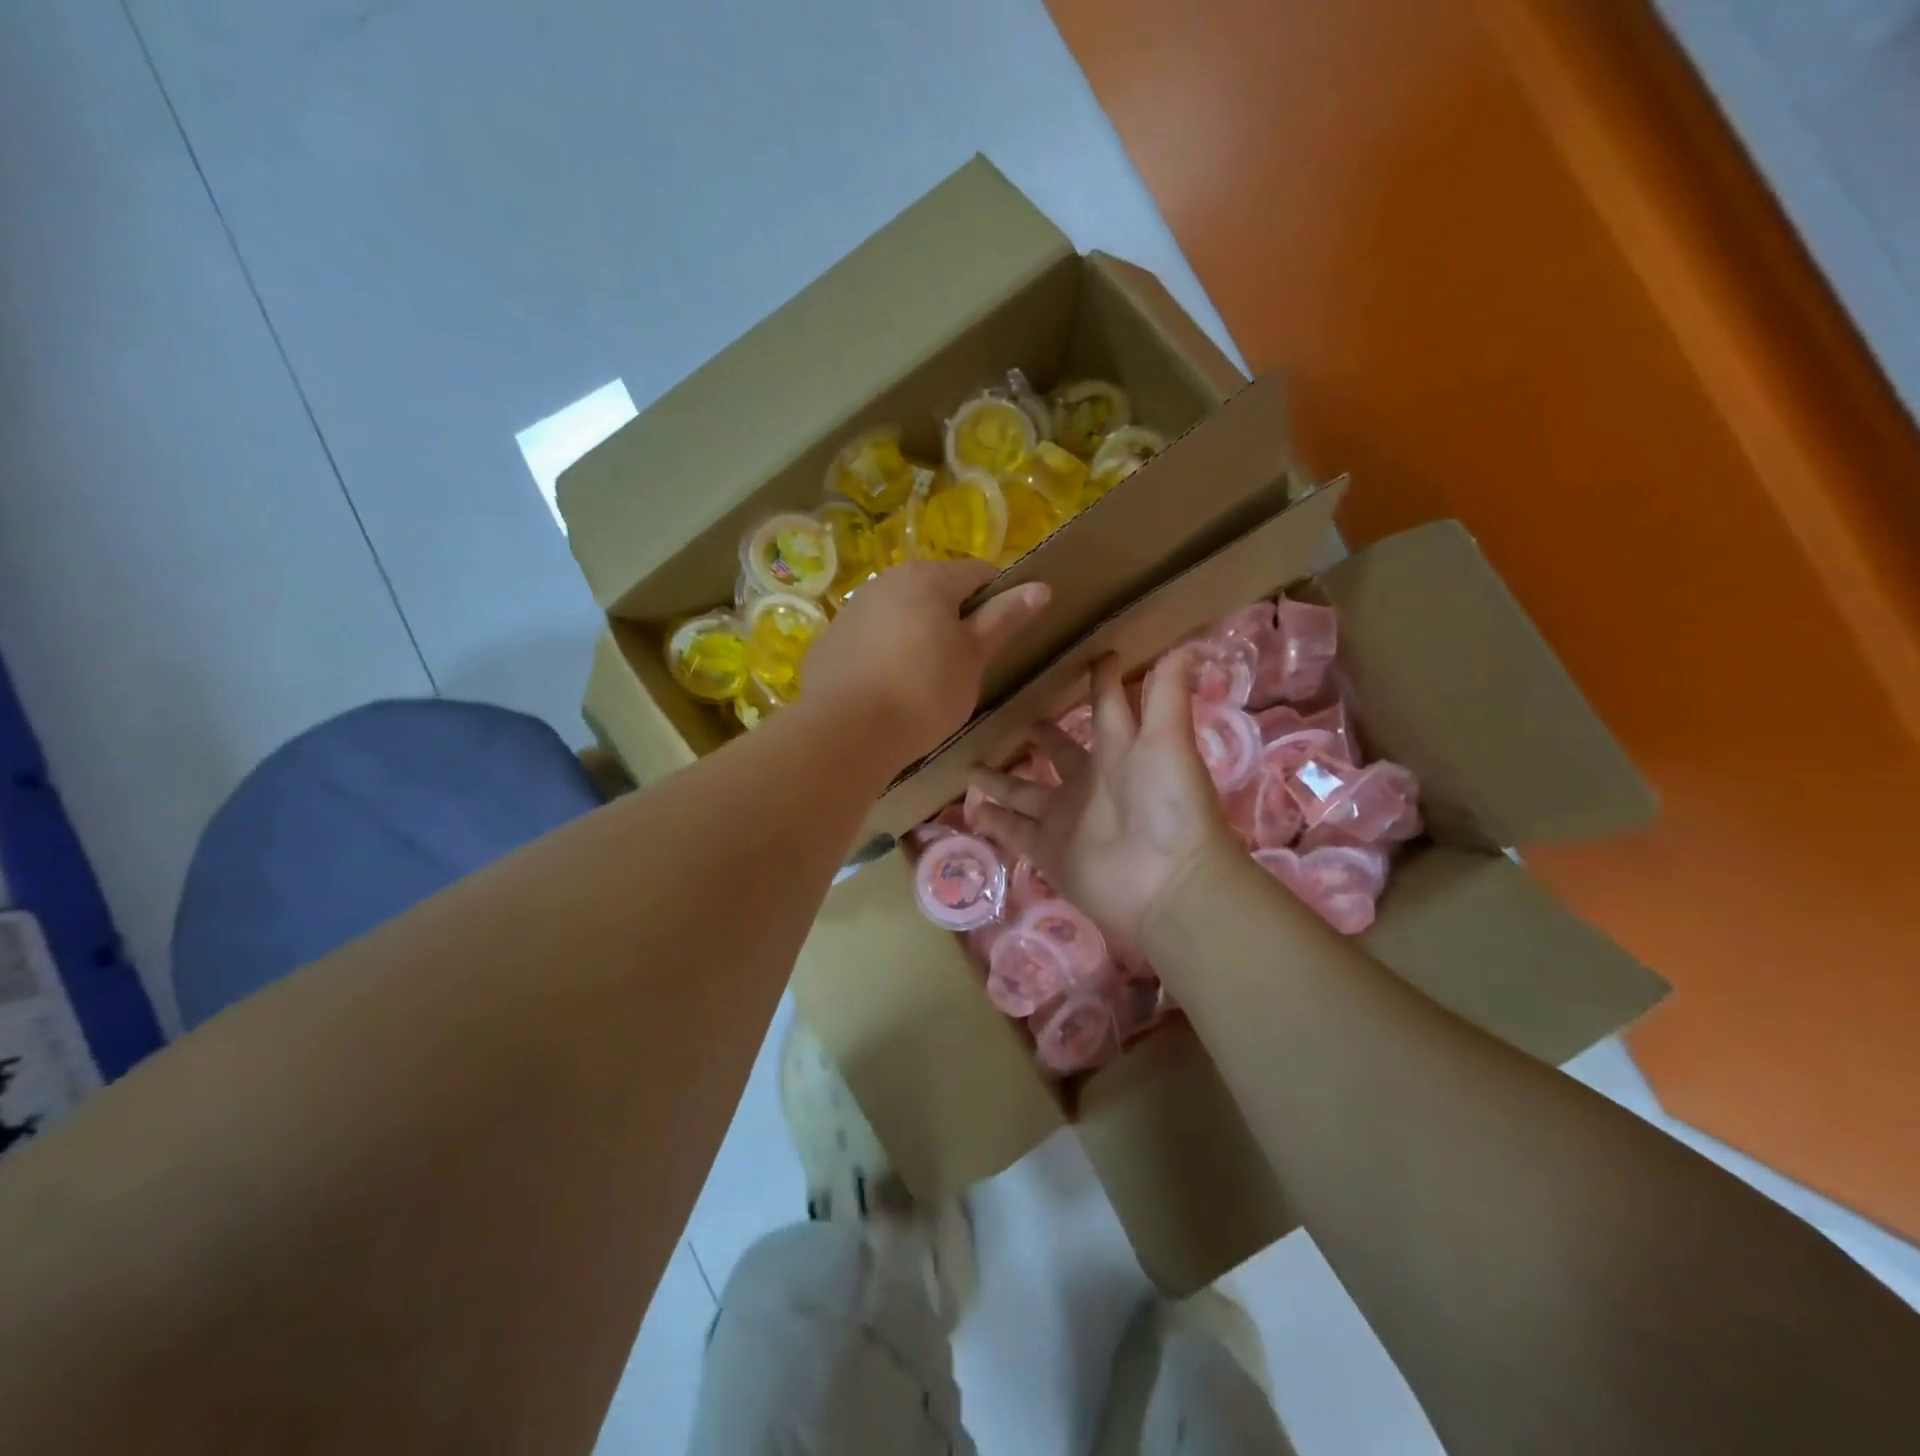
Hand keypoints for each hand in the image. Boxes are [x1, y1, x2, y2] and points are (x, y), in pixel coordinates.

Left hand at [804, 560, 1050, 767]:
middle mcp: (888, 580)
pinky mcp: (831, 638)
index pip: (980, 573)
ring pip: (901, 612)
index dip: (998, 599)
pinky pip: (872, 635)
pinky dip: (886, 650)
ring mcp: (854, 608)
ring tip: (924, 679)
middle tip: (965, 663)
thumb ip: (1004, 618)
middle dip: (955, 618)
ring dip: (919, 633)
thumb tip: (1040, 587)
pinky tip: (887, 686)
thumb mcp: (973, 658)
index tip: (1001, 637)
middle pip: (936, 590)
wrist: (846, 731)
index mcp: (930, 579)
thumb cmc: (923, 692)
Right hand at [968, 650, 1240, 947]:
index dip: (1100, 681)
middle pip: (1058, 752)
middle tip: (1016, 717)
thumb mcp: (1168, 741)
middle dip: (1041, 736)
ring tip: (969, 767)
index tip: (1087, 655)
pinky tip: (970, 810)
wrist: (1167, 883)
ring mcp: (1066, 819)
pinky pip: (1013, 832)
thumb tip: (1181, 645)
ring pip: (1025, 793)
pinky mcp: (1048, 851)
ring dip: (1001, 780)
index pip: (1106, 706)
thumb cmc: (1170, 803)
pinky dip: (993, 823)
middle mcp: (1089, 781)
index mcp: (1119, 749)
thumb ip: (1167, 695)